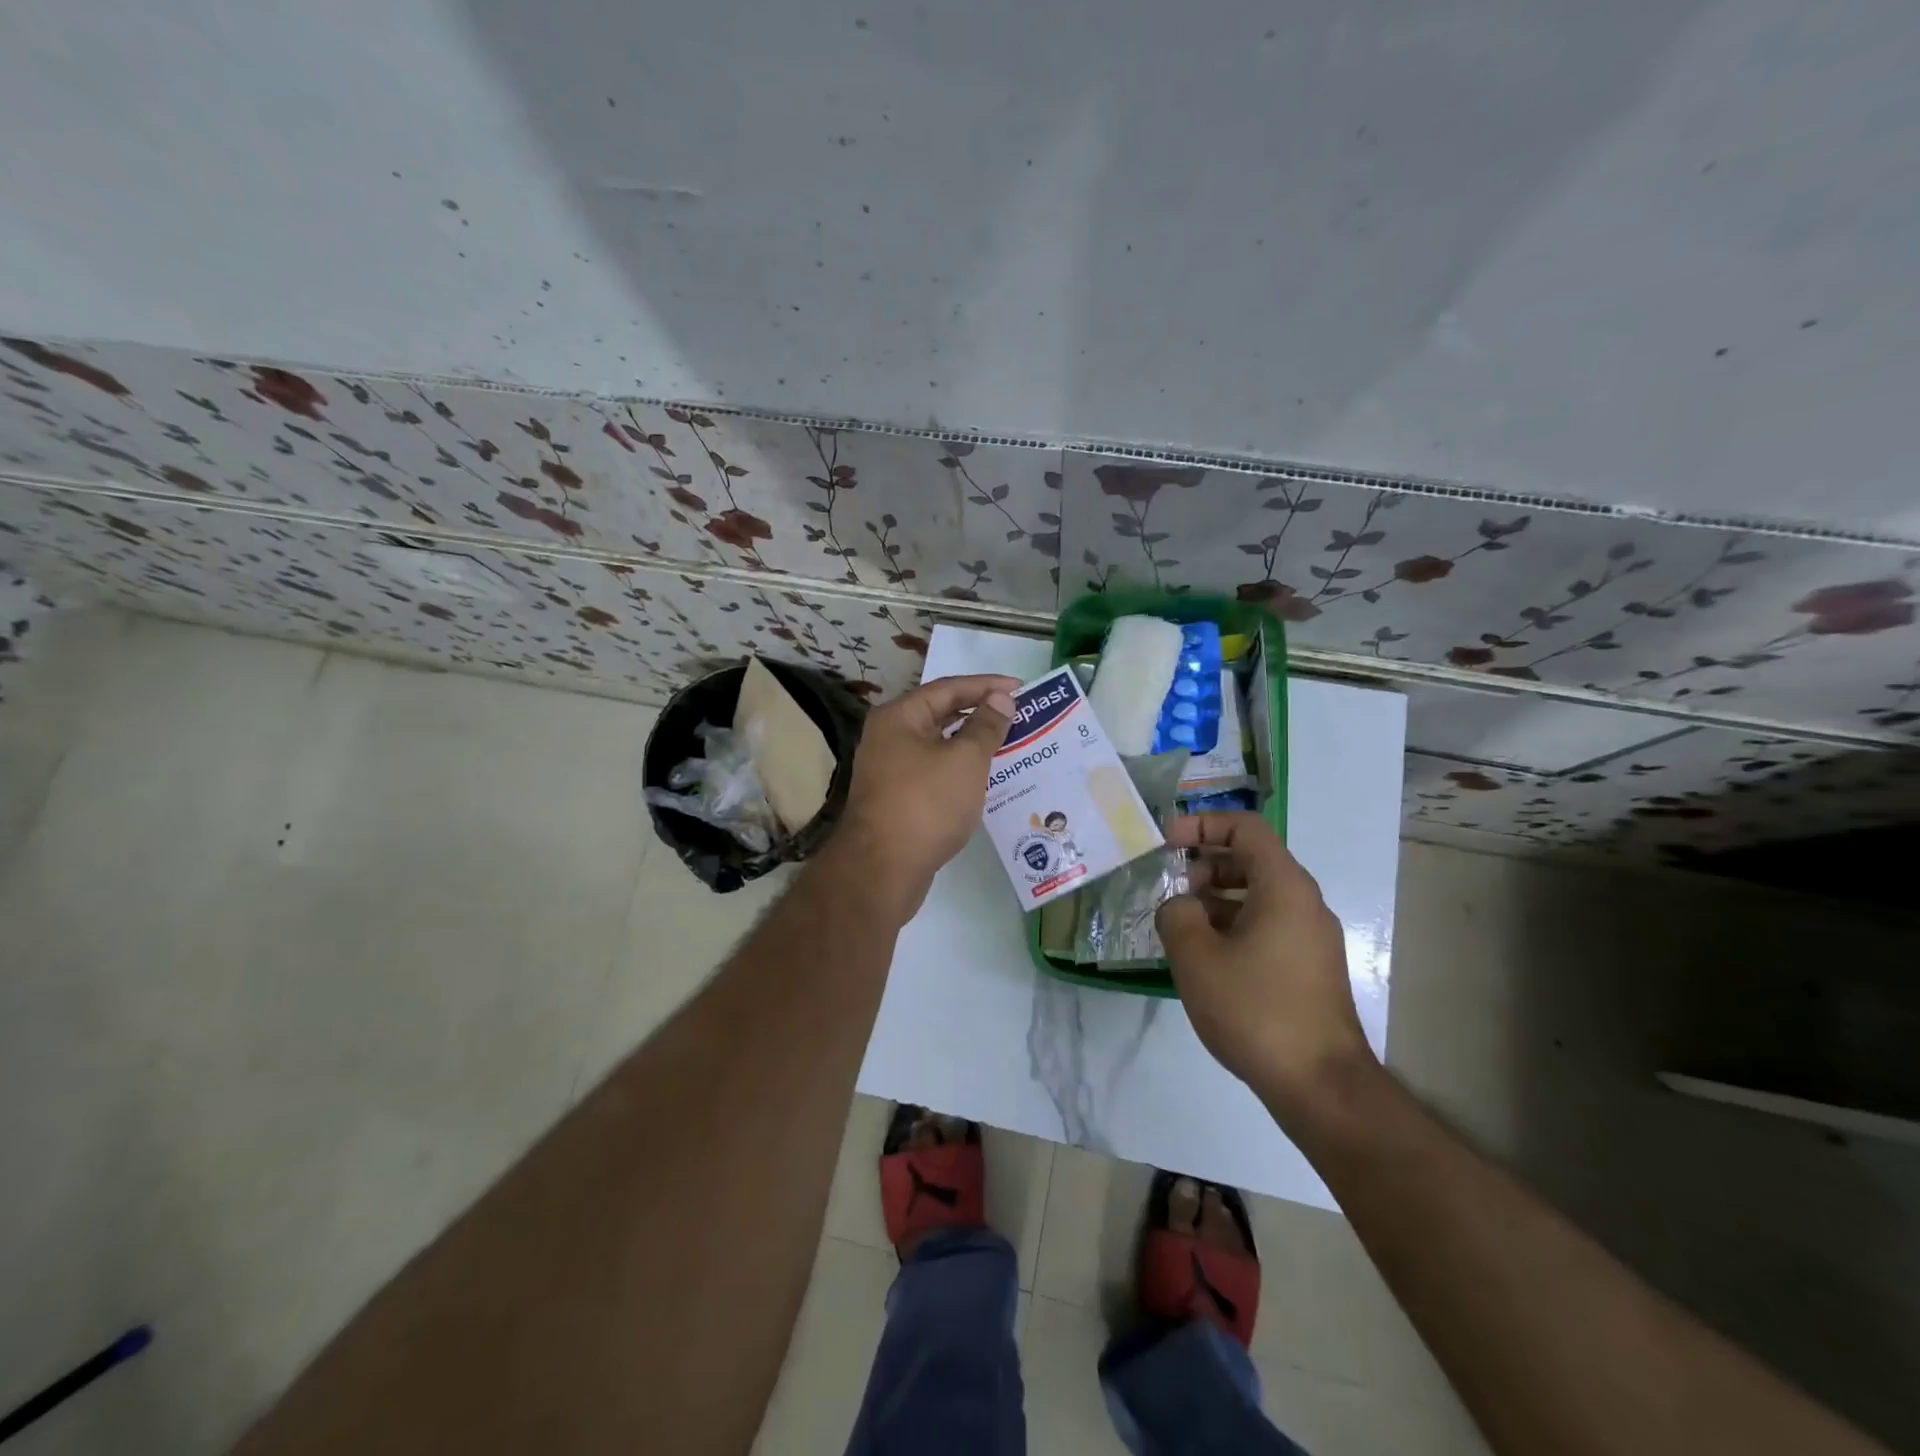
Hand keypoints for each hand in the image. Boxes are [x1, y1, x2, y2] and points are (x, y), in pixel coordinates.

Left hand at [832, 674, 1018, 917]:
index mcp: (899, 717)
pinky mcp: (896, 799)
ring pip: (938, 746)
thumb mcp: (965, 760)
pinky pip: (934, 772)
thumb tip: (1000, 699)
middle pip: (940, 715)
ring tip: (1009, 744)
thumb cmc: (926, 804)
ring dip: (971, 744)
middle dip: (980, 714)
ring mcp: (889, 770)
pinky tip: (984, 779)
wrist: (882, 869)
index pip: (948, 689)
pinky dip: (959, 770)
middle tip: (1018, 715)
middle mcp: (889, 737)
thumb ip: (986, 726)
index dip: (987, 686)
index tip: (1022, 688)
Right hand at [1156, 812, 1374, 1112]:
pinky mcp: (1310, 968)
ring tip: (1181, 926)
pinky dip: (1234, 926)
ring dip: (1216, 899)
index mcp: (1284, 886)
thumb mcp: (1196, 957)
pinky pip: (1268, 926)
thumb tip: (1179, 906)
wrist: (1320, 1085)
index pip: (1245, 828)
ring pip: (1258, 896)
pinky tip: (1207, 958)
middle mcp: (1305, 903)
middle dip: (1206, 865)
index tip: (1166, 841)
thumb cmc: (1255, 1009)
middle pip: (1252, 860)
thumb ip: (1176, 915)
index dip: (1202, 824)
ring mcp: (1311, 938)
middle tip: (1170, 888)